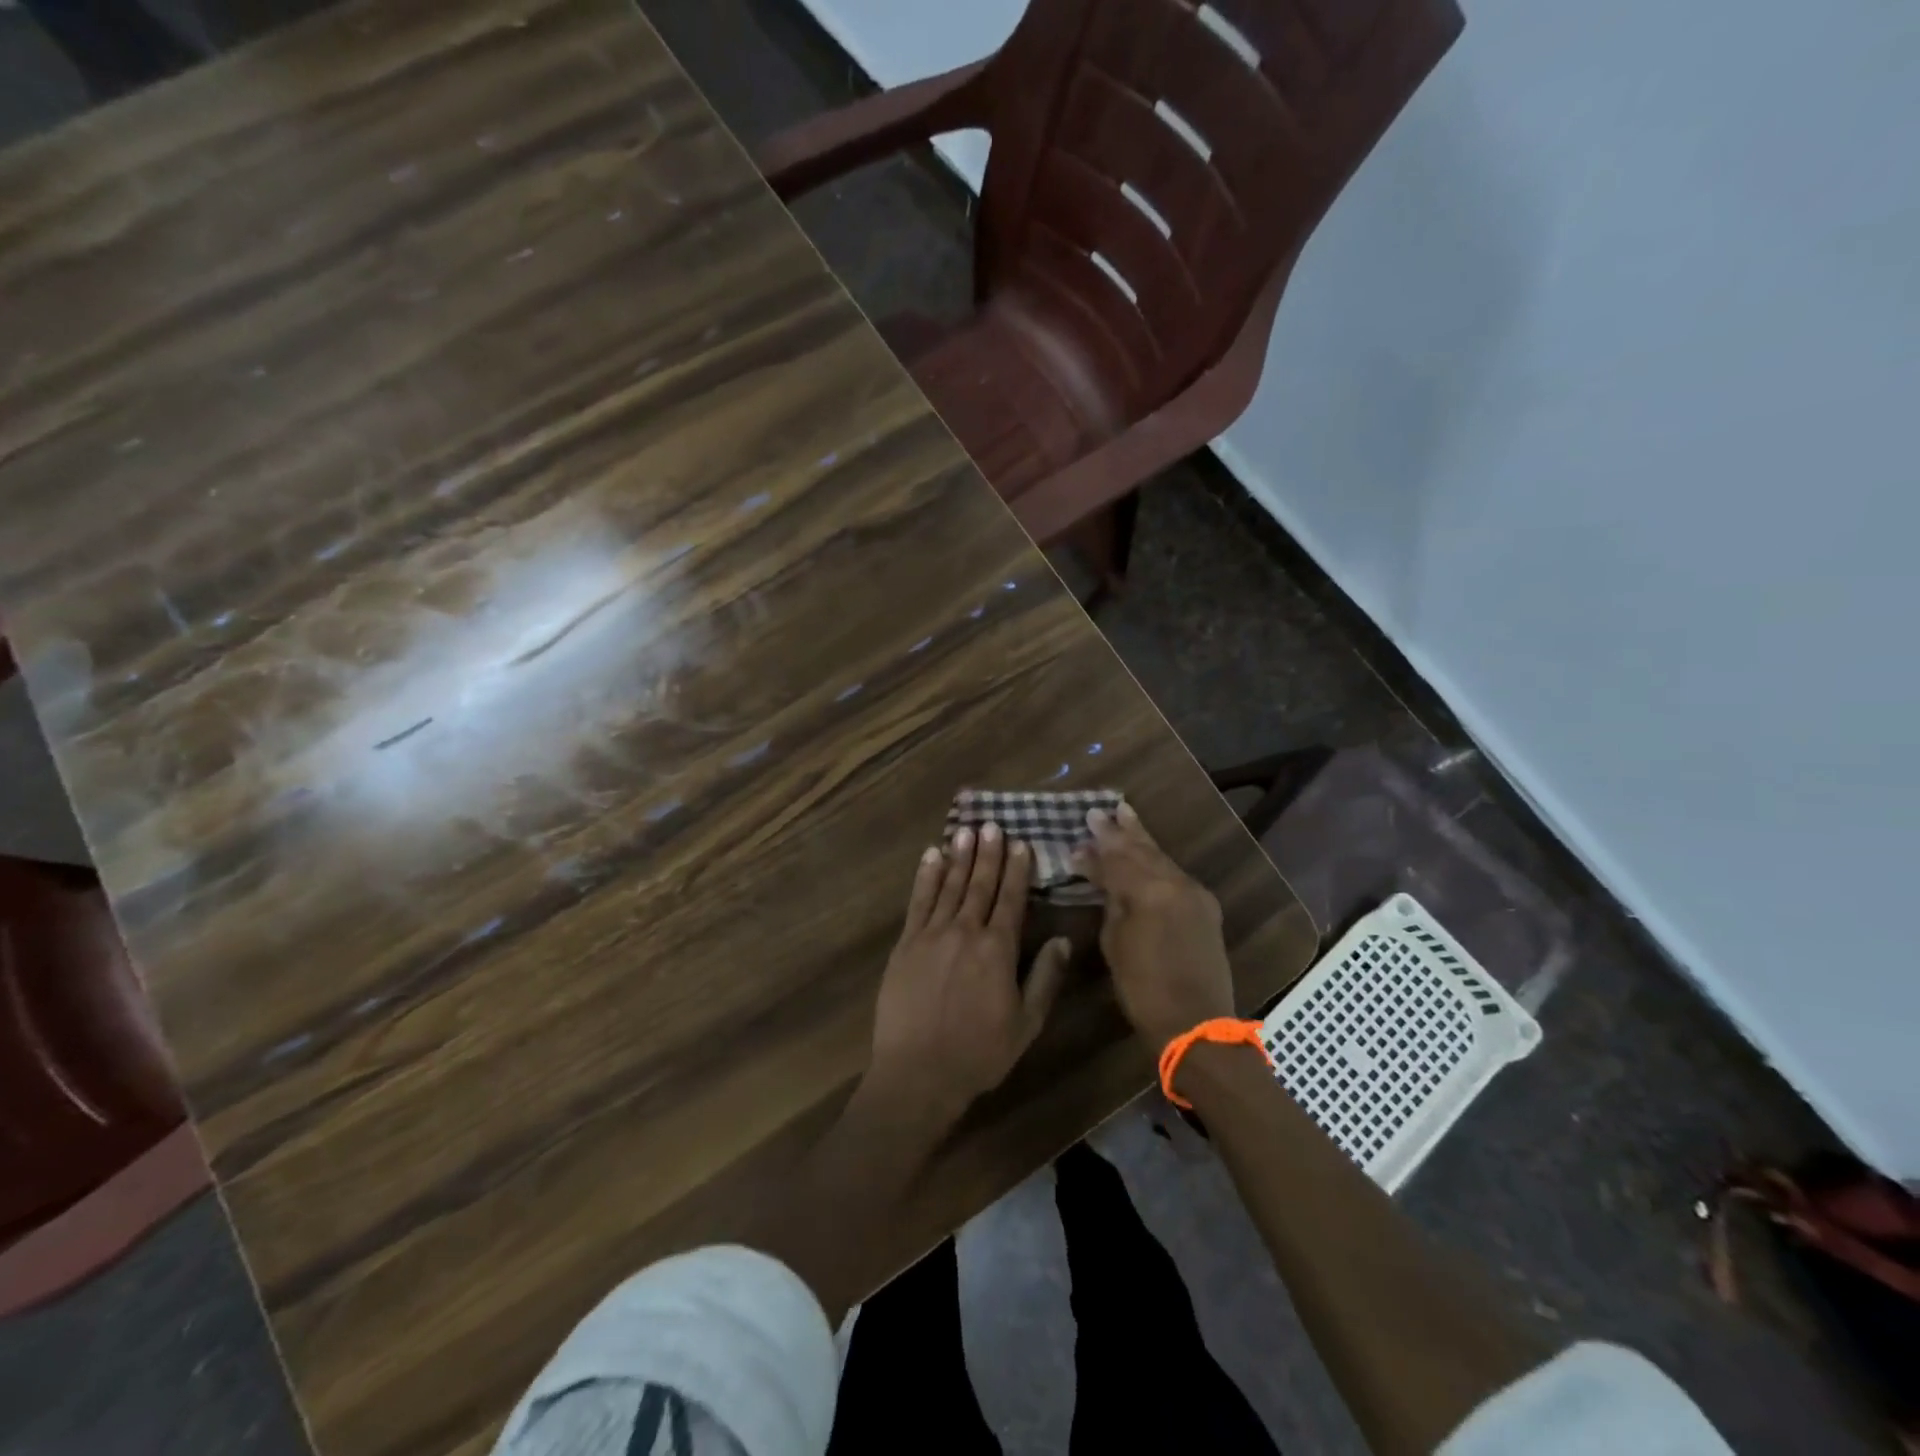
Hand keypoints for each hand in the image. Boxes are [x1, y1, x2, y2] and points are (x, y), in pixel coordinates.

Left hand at [867, 824, 1071, 1122]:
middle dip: (988, 853)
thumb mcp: (1026, 1023)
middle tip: (992, 824)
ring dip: (959, 856)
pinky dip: (926, 876)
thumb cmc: (979, 1053)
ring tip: (965, 829)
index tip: (1021, 843)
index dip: (1017, 869)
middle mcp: (966, 931)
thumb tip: (1063, 940)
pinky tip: (931, 857)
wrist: (918, 1072)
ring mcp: (932, 934)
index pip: (1011, 899)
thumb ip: (1045, 978)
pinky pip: (918, 901)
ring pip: (949, 886)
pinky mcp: (906, 944)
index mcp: (998, 949)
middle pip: (980, 884)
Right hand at [1075, 802, 1236, 1048]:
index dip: (1095, 847)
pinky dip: (1157, 861)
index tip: (1079, 830)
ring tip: (1125, 815)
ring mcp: (1195, 893)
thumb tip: (1101, 877)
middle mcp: (1175, 883)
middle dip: (1120, 830)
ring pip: (1161, 857)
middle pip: (1142, 849)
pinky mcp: (1205, 906)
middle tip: (1101, 810)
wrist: (1197, 1023)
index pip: (1116, 859)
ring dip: (1141, 839)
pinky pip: (1174, 873)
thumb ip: (1111, 901)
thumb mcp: (1115, 943)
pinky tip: (1147, 853)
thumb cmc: (1143, 988)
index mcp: (1149, 891)